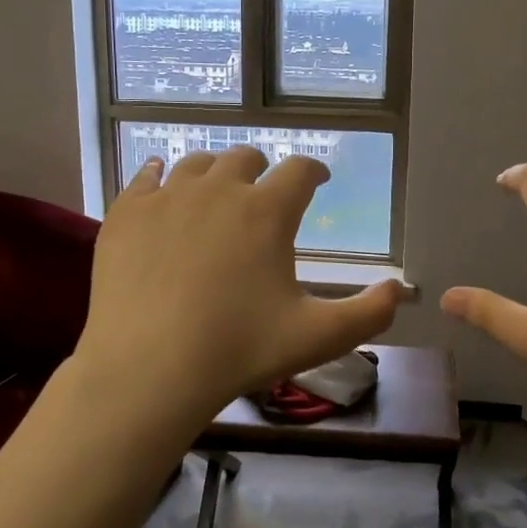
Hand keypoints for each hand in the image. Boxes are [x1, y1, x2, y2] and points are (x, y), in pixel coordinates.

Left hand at [72, 146, 404, 429]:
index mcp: (267, 211)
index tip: (317, 180)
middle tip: (264, 190)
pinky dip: (157, 177)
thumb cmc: (238, 350)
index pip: (300, 171)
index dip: (313, 171)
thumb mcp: (317, 337)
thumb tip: (401, 290)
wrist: (147, 370)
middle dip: (261, 169)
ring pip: (196, 163)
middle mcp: (218, 189)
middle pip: (244, 157)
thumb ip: (368, 313)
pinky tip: (158, 182)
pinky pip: (144, 178)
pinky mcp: (125, 214)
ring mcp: (166, 197)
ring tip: (216, 189)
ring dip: (214, 171)